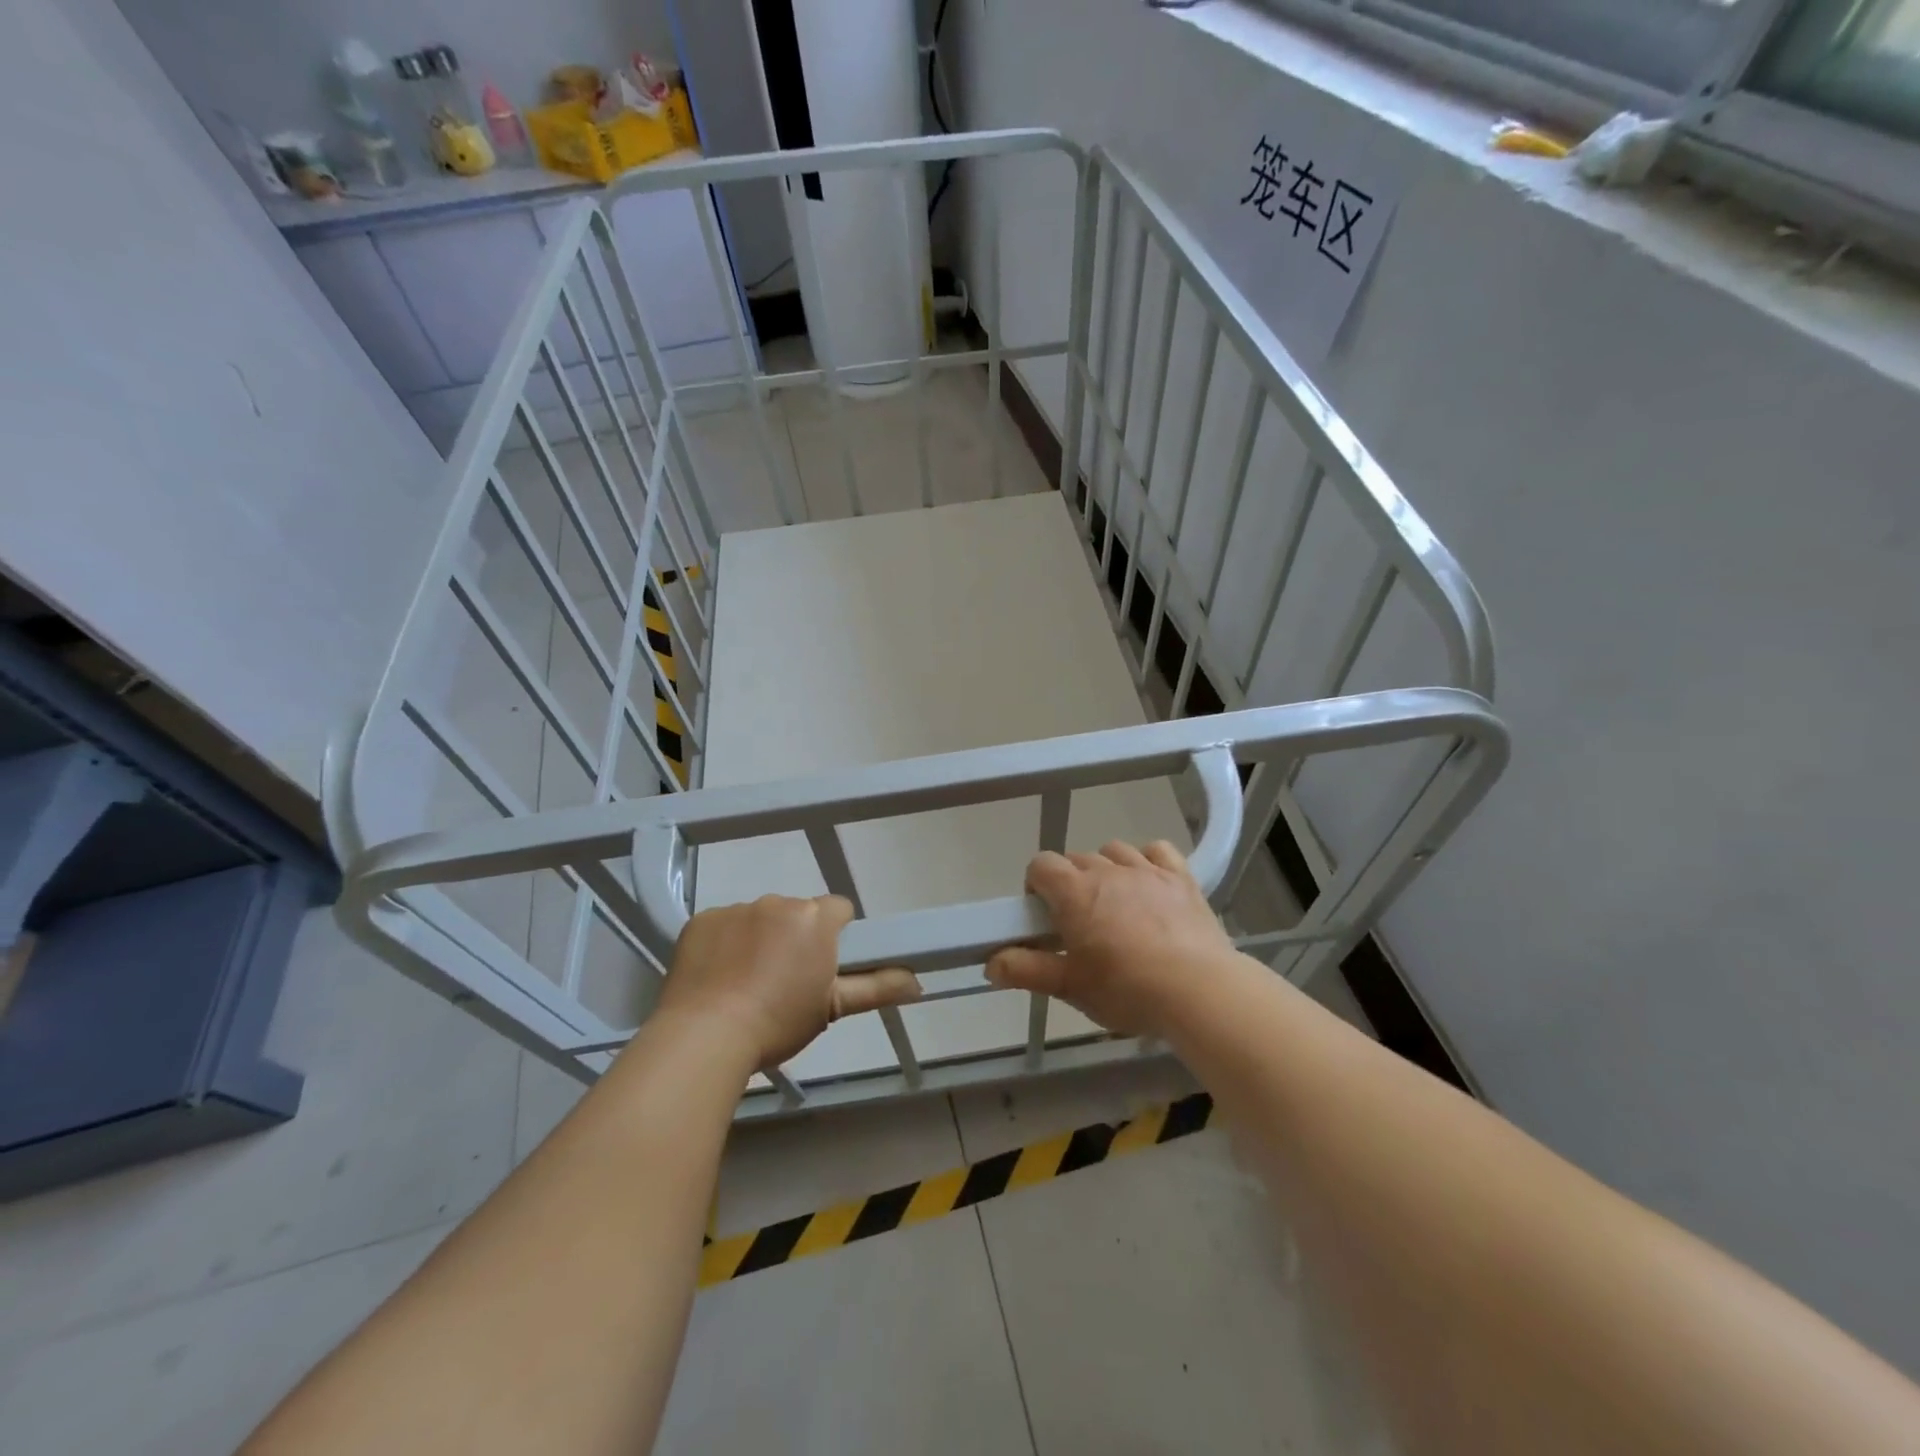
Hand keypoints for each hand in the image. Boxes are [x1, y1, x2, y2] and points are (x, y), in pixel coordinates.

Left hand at [654, 895, 920, 1068]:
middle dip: (795, 938)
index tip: (823, 966)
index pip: (838, 910)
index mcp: (815, 918)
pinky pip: (723, 926)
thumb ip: (878, 987)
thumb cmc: (779, 1022)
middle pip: (797, 913)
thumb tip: (919, 982)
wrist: (705, 1035)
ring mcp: (736, 908)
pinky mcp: (701, 919)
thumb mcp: (832, 1007)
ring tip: (746, 984)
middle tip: (784, 982)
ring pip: (759, 919)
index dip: (835, 936)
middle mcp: (778, 902)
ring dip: (759, 940)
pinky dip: (724, 945)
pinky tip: (717, 978)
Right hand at [985, 841, 1237, 1037]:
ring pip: (1114, 851)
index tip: (1043, 914)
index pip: (1041, 865)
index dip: (1036, 884)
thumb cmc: (1127, 989)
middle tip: (1077, 920)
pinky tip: (1149, 882)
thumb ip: (1027, 970)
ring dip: (1106, 868)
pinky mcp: (1181, 878)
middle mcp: (1107, 870)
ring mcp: (1147, 870)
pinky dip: (1147, 860)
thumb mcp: (1070, 986)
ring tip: (1113, 902)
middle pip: (1076, 858)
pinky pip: (1158, 850)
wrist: (1198, 990)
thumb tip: (990, 963)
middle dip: (1070, 882)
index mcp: (1074, 892)